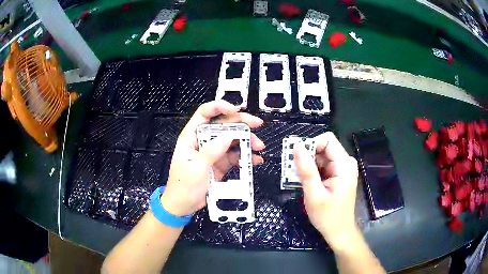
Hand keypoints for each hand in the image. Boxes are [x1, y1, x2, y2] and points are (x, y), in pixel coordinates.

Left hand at [160, 100, 264, 216]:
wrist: (183, 206)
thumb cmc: (182, 186)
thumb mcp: (195, 168)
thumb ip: (211, 151)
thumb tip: (228, 136)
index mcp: (191, 137)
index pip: (204, 114)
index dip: (219, 107)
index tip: (235, 110)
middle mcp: (204, 141)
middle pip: (223, 125)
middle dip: (241, 123)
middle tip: (257, 124)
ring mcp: (214, 152)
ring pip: (232, 140)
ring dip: (247, 141)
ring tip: (259, 147)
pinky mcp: (221, 164)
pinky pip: (236, 156)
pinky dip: (246, 157)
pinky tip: (255, 160)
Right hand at [293, 132, 358, 250]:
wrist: (339, 231)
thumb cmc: (327, 216)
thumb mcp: (314, 194)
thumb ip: (306, 170)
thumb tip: (296, 147)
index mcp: (344, 165)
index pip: (327, 140)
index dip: (310, 145)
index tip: (297, 160)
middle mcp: (346, 162)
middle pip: (323, 147)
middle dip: (307, 156)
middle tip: (294, 171)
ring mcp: (343, 168)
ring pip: (321, 155)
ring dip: (308, 164)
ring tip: (298, 179)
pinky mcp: (338, 174)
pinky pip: (322, 164)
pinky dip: (312, 170)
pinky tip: (306, 182)